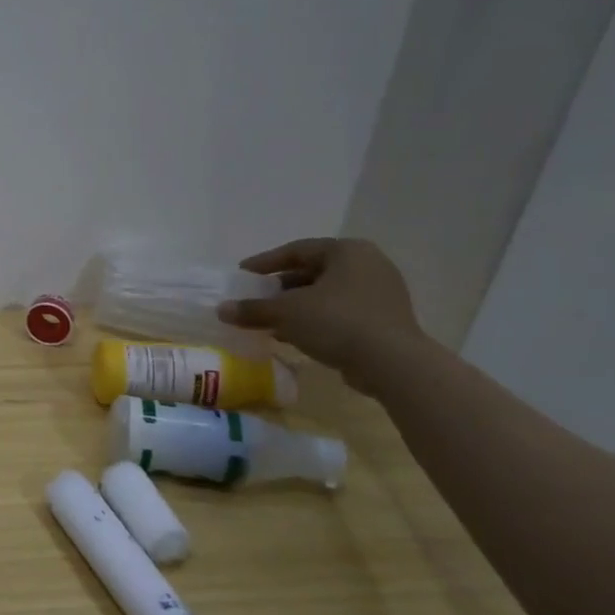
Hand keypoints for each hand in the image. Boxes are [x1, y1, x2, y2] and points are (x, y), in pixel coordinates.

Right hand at [217, 237, 426, 390]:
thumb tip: (221, 310)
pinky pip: (340, 312)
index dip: (265, 262)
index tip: (242, 274)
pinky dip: (315, 320)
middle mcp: (368, 265)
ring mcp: (380, 293)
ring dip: (296, 306)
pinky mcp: (384, 320)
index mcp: (346, 251)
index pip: (297, 250)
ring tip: (269, 320)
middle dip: (280, 287)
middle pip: (312, 272)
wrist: (393, 364)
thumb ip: (252, 309)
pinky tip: (292, 336)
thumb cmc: (337, 322)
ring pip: (326, 294)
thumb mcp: (285, 313)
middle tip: (255, 297)